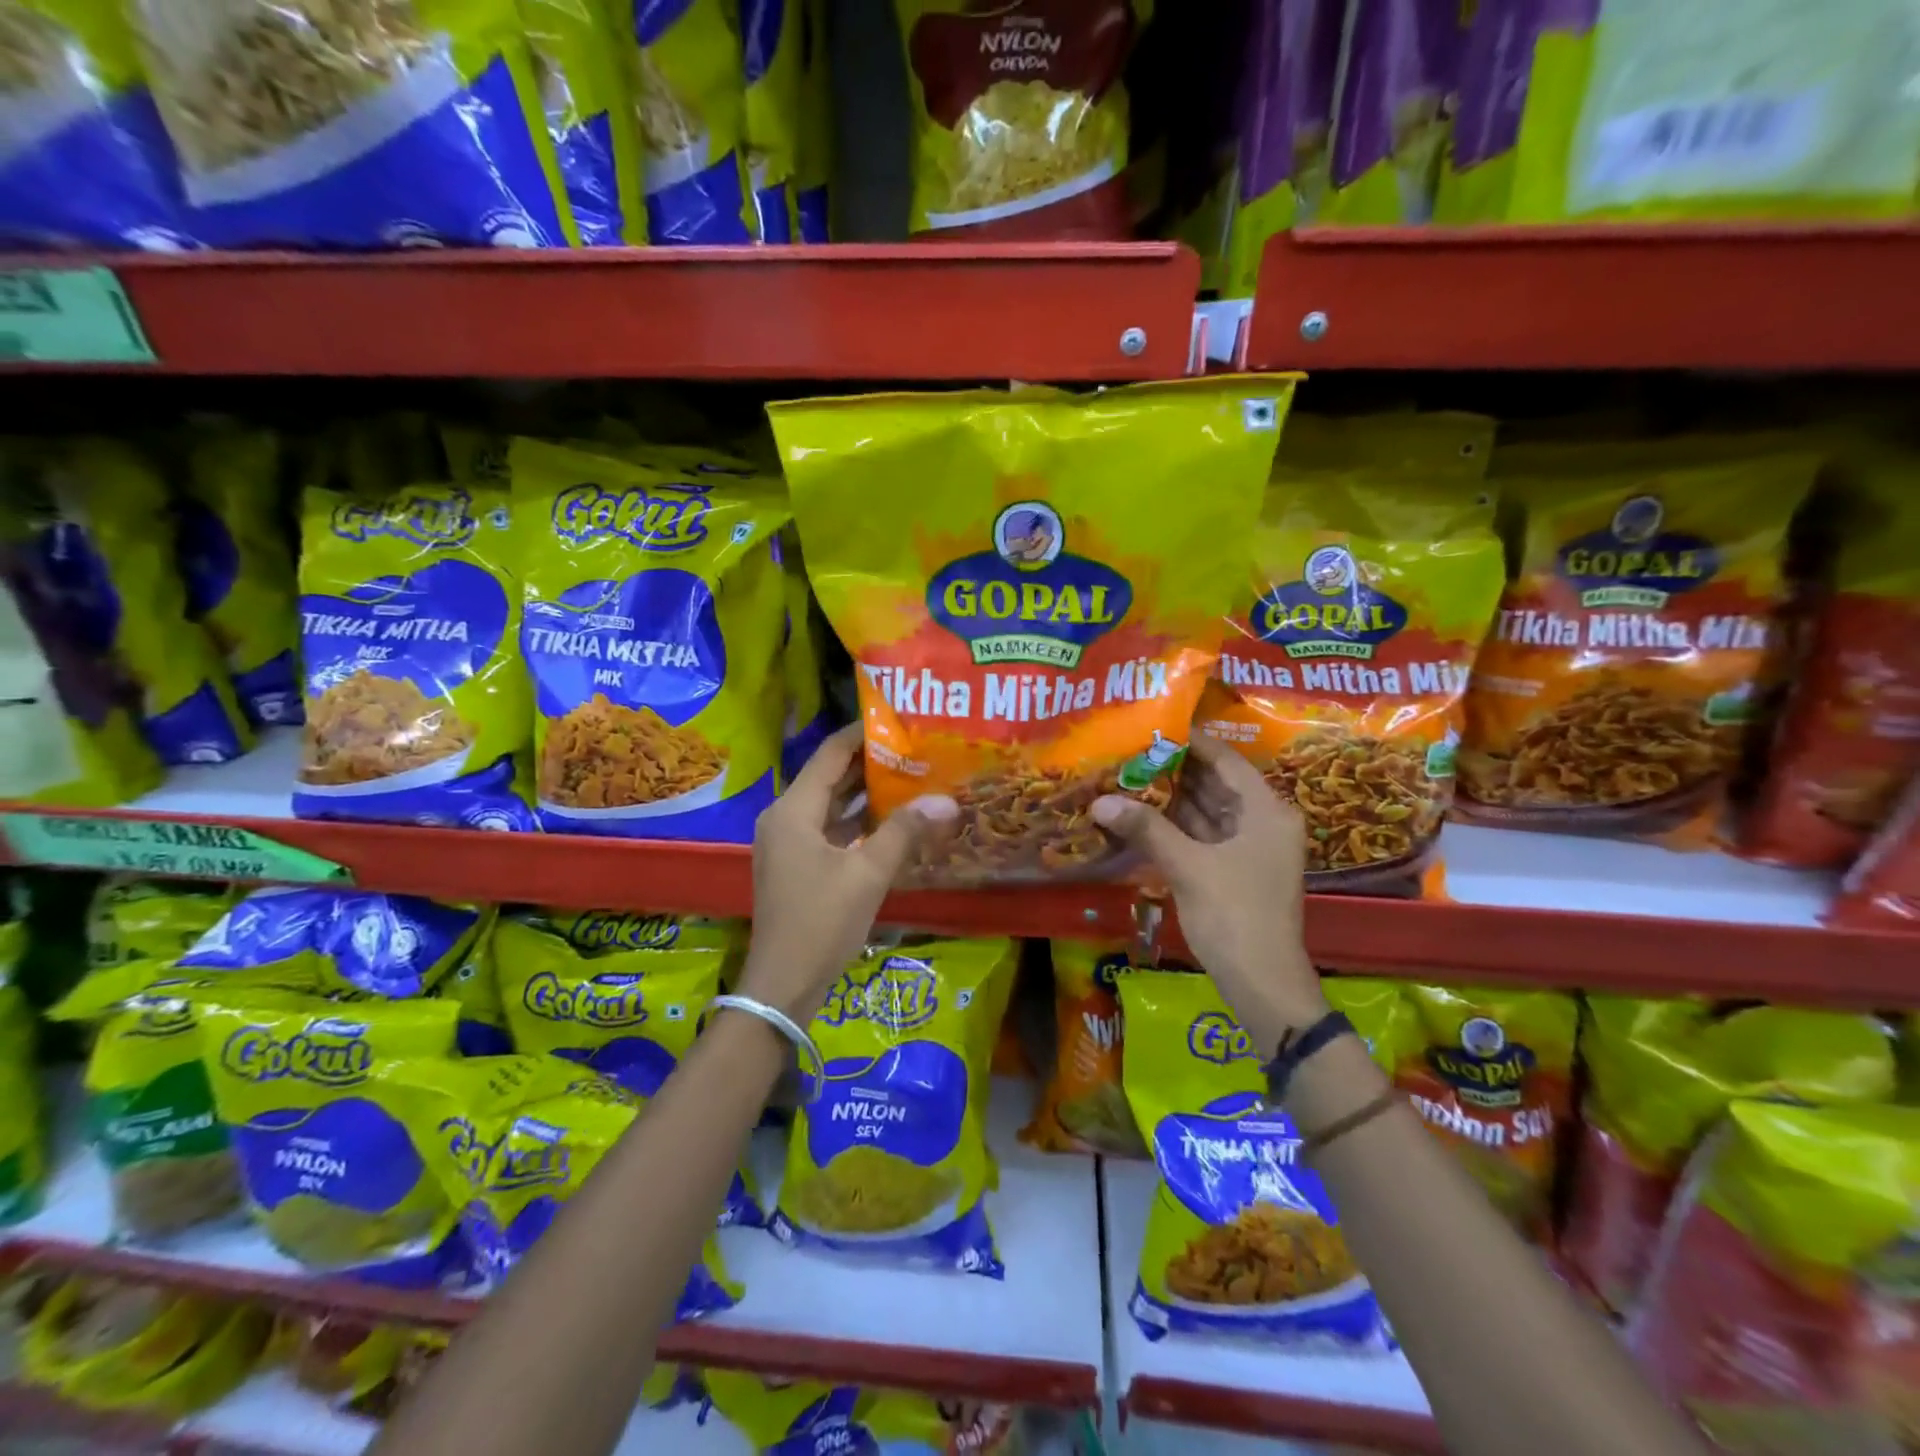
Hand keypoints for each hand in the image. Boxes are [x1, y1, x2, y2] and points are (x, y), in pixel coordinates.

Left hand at [740, 725, 957, 1019]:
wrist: (782, 986)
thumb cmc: (821, 922)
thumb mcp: (868, 874)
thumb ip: (905, 832)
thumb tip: (946, 801)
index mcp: (793, 810)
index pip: (830, 754)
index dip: (862, 734)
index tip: (898, 719)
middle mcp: (785, 818)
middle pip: (829, 777)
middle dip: (869, 763)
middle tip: (914, 748)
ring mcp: (788, 844)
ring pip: (830, 806)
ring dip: (865, 793)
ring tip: (911, 776)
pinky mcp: (798, 866)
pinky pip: (829, 831)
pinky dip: (857, 823)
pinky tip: (892, 821)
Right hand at [1092, 733, 1327, 1029]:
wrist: (1262, 984)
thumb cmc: (1234, 915)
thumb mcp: (1188, 866)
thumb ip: (1146, 828)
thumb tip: (1100, 801)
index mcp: (1266, 811)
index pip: (1225, 760)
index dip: (1190, 742)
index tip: (1152, 725)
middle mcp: (1262, 822)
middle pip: (1215, 784)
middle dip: (1174, 769)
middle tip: (1131, 749)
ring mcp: (1249, 848)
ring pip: (1207, 811)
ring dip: (1171, 798)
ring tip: (1128, 775)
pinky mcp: (1234, 871)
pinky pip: (1202, 836)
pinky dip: (1175, 826)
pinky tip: (1141, 815)